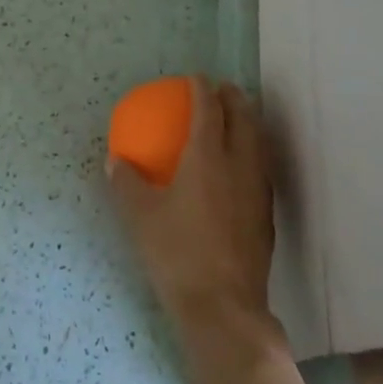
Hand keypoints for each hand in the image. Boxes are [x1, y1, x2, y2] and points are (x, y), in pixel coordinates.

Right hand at [107, 78, 282, 355]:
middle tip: (223, 89)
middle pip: (244, 119)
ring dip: (249, 123)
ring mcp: (257, 191)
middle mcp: (238, 166)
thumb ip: (126, 184)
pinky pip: (261, 168)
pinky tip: (239, 167)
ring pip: (259, 143)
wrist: (222, 306)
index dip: (202, 89)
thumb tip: (116, 161)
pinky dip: (252, 152)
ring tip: (237, 118)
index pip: (209, 111)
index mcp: (206, 158)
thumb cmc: (176, 253)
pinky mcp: (265, 215)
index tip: (195, 77)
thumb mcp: (139, 216)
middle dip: (235, 98)